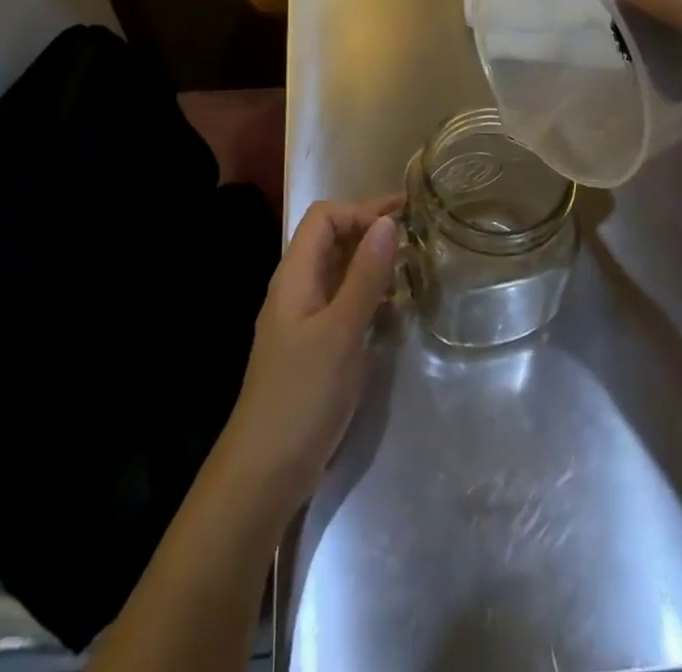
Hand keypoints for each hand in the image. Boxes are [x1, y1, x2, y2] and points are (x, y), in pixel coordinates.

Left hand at [218, 195, 401, 515]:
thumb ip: (365, 276)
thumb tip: (387, 223)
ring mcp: (303, 318)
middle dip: (369, 230)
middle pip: (331, 240)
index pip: (324, 218)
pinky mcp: (314, 346)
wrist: (265, 471)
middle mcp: (297, 288)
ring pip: (338, 271)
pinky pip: (342, 301)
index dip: (360, 211)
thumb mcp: (341, 332)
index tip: (402, 219)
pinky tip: (393, 308)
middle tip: (416, 235)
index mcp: (295, 276)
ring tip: (411, 266)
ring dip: (371, 261)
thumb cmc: (302, 395)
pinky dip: (368, 293)